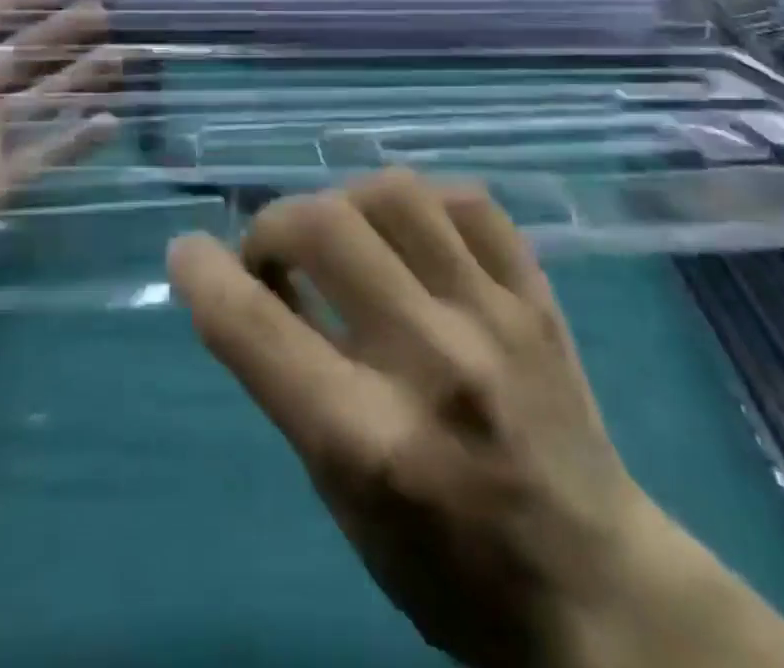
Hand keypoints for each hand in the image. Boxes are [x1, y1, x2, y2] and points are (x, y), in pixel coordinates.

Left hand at [0, 0, 118, 297]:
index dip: (16, 0)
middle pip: (25, 53)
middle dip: (64, 33)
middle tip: (105, 14)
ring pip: (45, 95)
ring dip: (83, 77)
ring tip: (121, 57)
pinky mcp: (1, 176)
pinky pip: (48, 150)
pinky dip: (79, 137)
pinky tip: (110, 119)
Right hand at [168, 172, 661, 667]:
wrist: (596, 589)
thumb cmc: (447, 565)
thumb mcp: (344, 500)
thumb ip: (295, 384)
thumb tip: (254, 285)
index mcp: (368, 440)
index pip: (256, 329)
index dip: (204, 275)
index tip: (187, 251)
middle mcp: (431, 362)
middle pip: (325, 227)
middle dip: (274, 225)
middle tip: (275, 254)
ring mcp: (495, 318)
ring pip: (397, 194)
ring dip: (346, 201)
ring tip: (344, 234)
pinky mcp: (538, 297)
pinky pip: (470, 202)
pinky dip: (424, 203)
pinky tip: (412, 231)